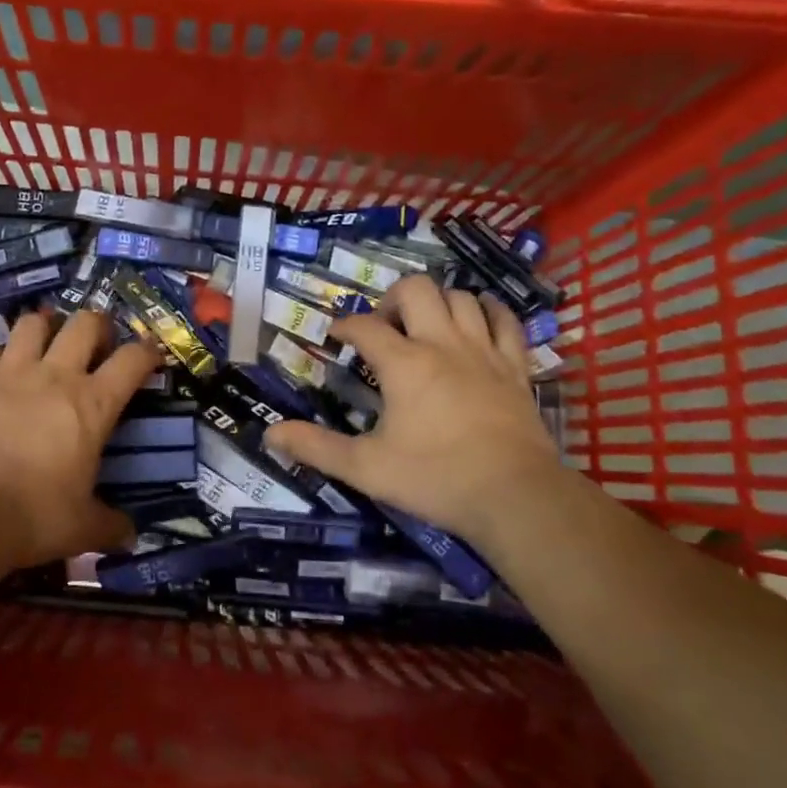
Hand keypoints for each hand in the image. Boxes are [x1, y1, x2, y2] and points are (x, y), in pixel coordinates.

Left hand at [0, 311, 160, 567]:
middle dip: (97, 326)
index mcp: (93, 404)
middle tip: (96, 345)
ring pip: (33, 323)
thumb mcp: (82, 527)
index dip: (148, 352)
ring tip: (45, 346)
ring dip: (44, 329)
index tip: (151, 356)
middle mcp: (56, 376)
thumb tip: (130, 535)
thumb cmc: (34, 515)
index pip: (133, 359)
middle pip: (85, 322)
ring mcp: (11, 373)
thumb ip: (110, 525)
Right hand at [262, 275, 562, 546]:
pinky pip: (506, 321)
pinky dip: (489, 312)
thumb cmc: (436, 479)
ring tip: (425, 326)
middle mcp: (443, 344)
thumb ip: (316, 447)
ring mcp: (484, 352)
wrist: (516, 497)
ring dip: (438, 303)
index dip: (344, 326)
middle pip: (416, 290)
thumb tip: (270, 434)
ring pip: (461, 298)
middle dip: (392, 299)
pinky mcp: (515, 367)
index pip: (364, 326)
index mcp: (404, 364)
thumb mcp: (366, 468)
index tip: (335, 338)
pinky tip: (478, 321)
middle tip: (384, 328)